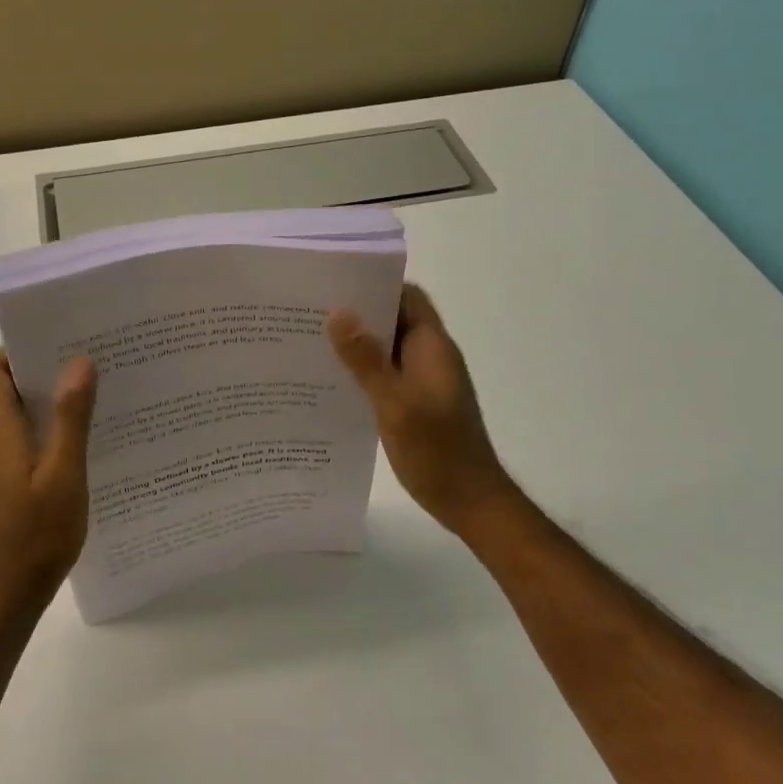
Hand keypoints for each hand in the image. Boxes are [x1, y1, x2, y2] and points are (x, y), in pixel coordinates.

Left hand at [0, 350, 97, 611]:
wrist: (7, 596)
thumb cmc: (36, 534)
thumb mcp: (63, 474)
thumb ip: (71, 418)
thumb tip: (78, 361)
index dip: (21, 349)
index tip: (61, 340)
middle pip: (7, 388)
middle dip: (45, 370)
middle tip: (91, 361)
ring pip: (19, 415)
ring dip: (51, 401)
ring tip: (96, 392)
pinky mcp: (5, 482)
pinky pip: (25, 439)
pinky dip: (49, 429)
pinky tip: (85, 438)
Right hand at [327, 283, 513, 536]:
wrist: (470, 502)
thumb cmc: (436, 450)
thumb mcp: (394, 403)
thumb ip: (366, 359)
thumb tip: (337, 313)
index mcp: (432, 346)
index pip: (408, 296)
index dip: (376, 284)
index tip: (336, 281)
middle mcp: (430, 356)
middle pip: (394, 318)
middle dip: (358, 312)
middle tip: (313, 310)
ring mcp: (425, 380)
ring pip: (388, 347)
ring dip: (358, 342)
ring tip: (312, 340)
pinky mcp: (417, 401)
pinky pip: (387, 372)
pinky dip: (364, 369)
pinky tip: (332, 379)